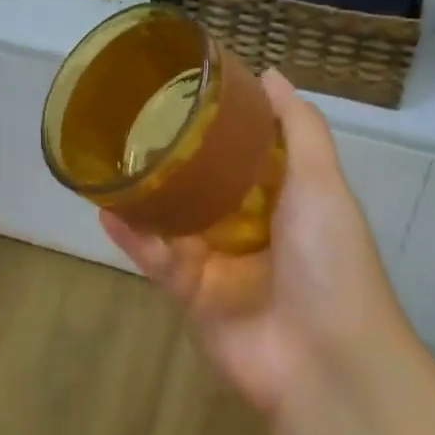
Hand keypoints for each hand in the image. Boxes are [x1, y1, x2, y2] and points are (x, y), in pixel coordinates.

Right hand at [101, 70, 408, 415]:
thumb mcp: (321, 181)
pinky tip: (105, 206)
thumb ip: (298, 127)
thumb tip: (269, 74)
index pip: (249, 151)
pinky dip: (132, 235)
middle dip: (177, 156)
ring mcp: (219, 262)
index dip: (224, 122)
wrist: (323, 360)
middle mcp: (252, 227)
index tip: (191, 88)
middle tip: (137, 119)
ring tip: (110, 157)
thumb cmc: (329, 258)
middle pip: (206, 183)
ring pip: (173, 218)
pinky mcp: (191, 295)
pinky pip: (156, 257)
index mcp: (286, 199)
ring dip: (146, 192)